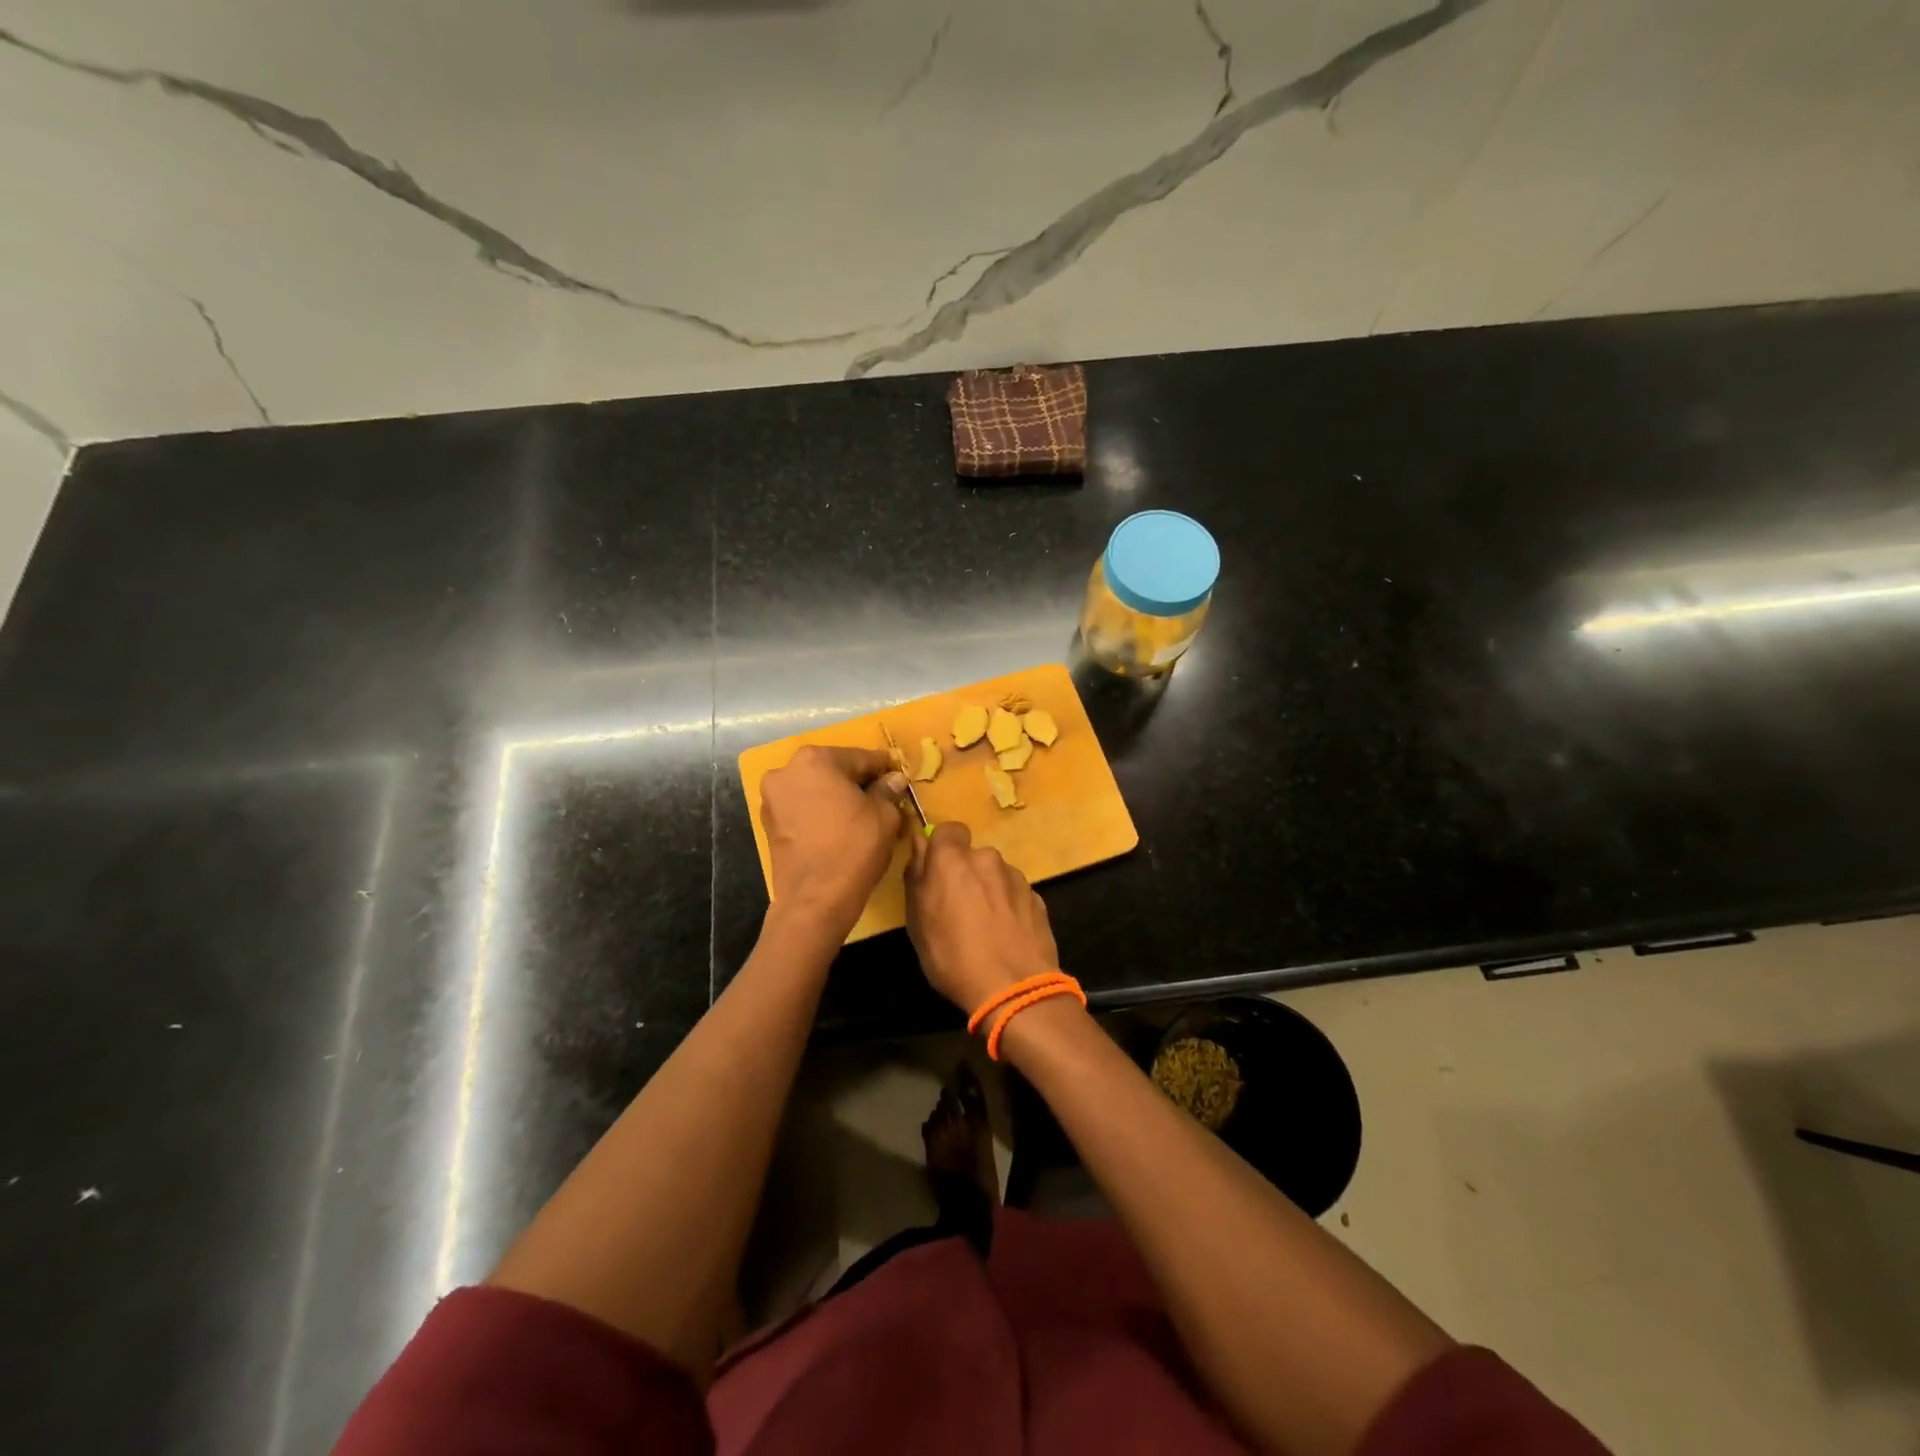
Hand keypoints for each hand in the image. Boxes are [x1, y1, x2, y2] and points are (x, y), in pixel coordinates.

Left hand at [760, 745, 907, 934]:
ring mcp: (773, 798)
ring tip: (860, 817)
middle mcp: (787, 771)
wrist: (815, 898)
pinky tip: (838, 828)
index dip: (884, 769)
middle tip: (881, 799)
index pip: (861, 758)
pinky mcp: (769, 824)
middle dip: (857, 782)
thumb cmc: (854, 847)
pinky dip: (819, 813)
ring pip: (815, 789)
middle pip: (834, 770)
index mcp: (816, 759)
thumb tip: (894, 780)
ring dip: (836, 797)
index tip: (898, 779)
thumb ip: (888, 790)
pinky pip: (802, 809)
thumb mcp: (884, 815)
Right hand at [905, 822, 1059, 1014]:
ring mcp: (1016, 877)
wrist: (1015, 987)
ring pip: (995, 875)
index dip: (942, 848)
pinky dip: (1008, 907)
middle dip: (965, 873)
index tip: (937, 872)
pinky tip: (1005, 936)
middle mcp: (987, 858)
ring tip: (985, 928)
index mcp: (952, 859)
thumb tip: (919, 847)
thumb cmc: (953, 956)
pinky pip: (1014, 894)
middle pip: (972, 855)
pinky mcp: (1037, 897)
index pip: (948, 830)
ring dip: (989, 890)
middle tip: (958, 908)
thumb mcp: (918, 922)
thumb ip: (917, 877)